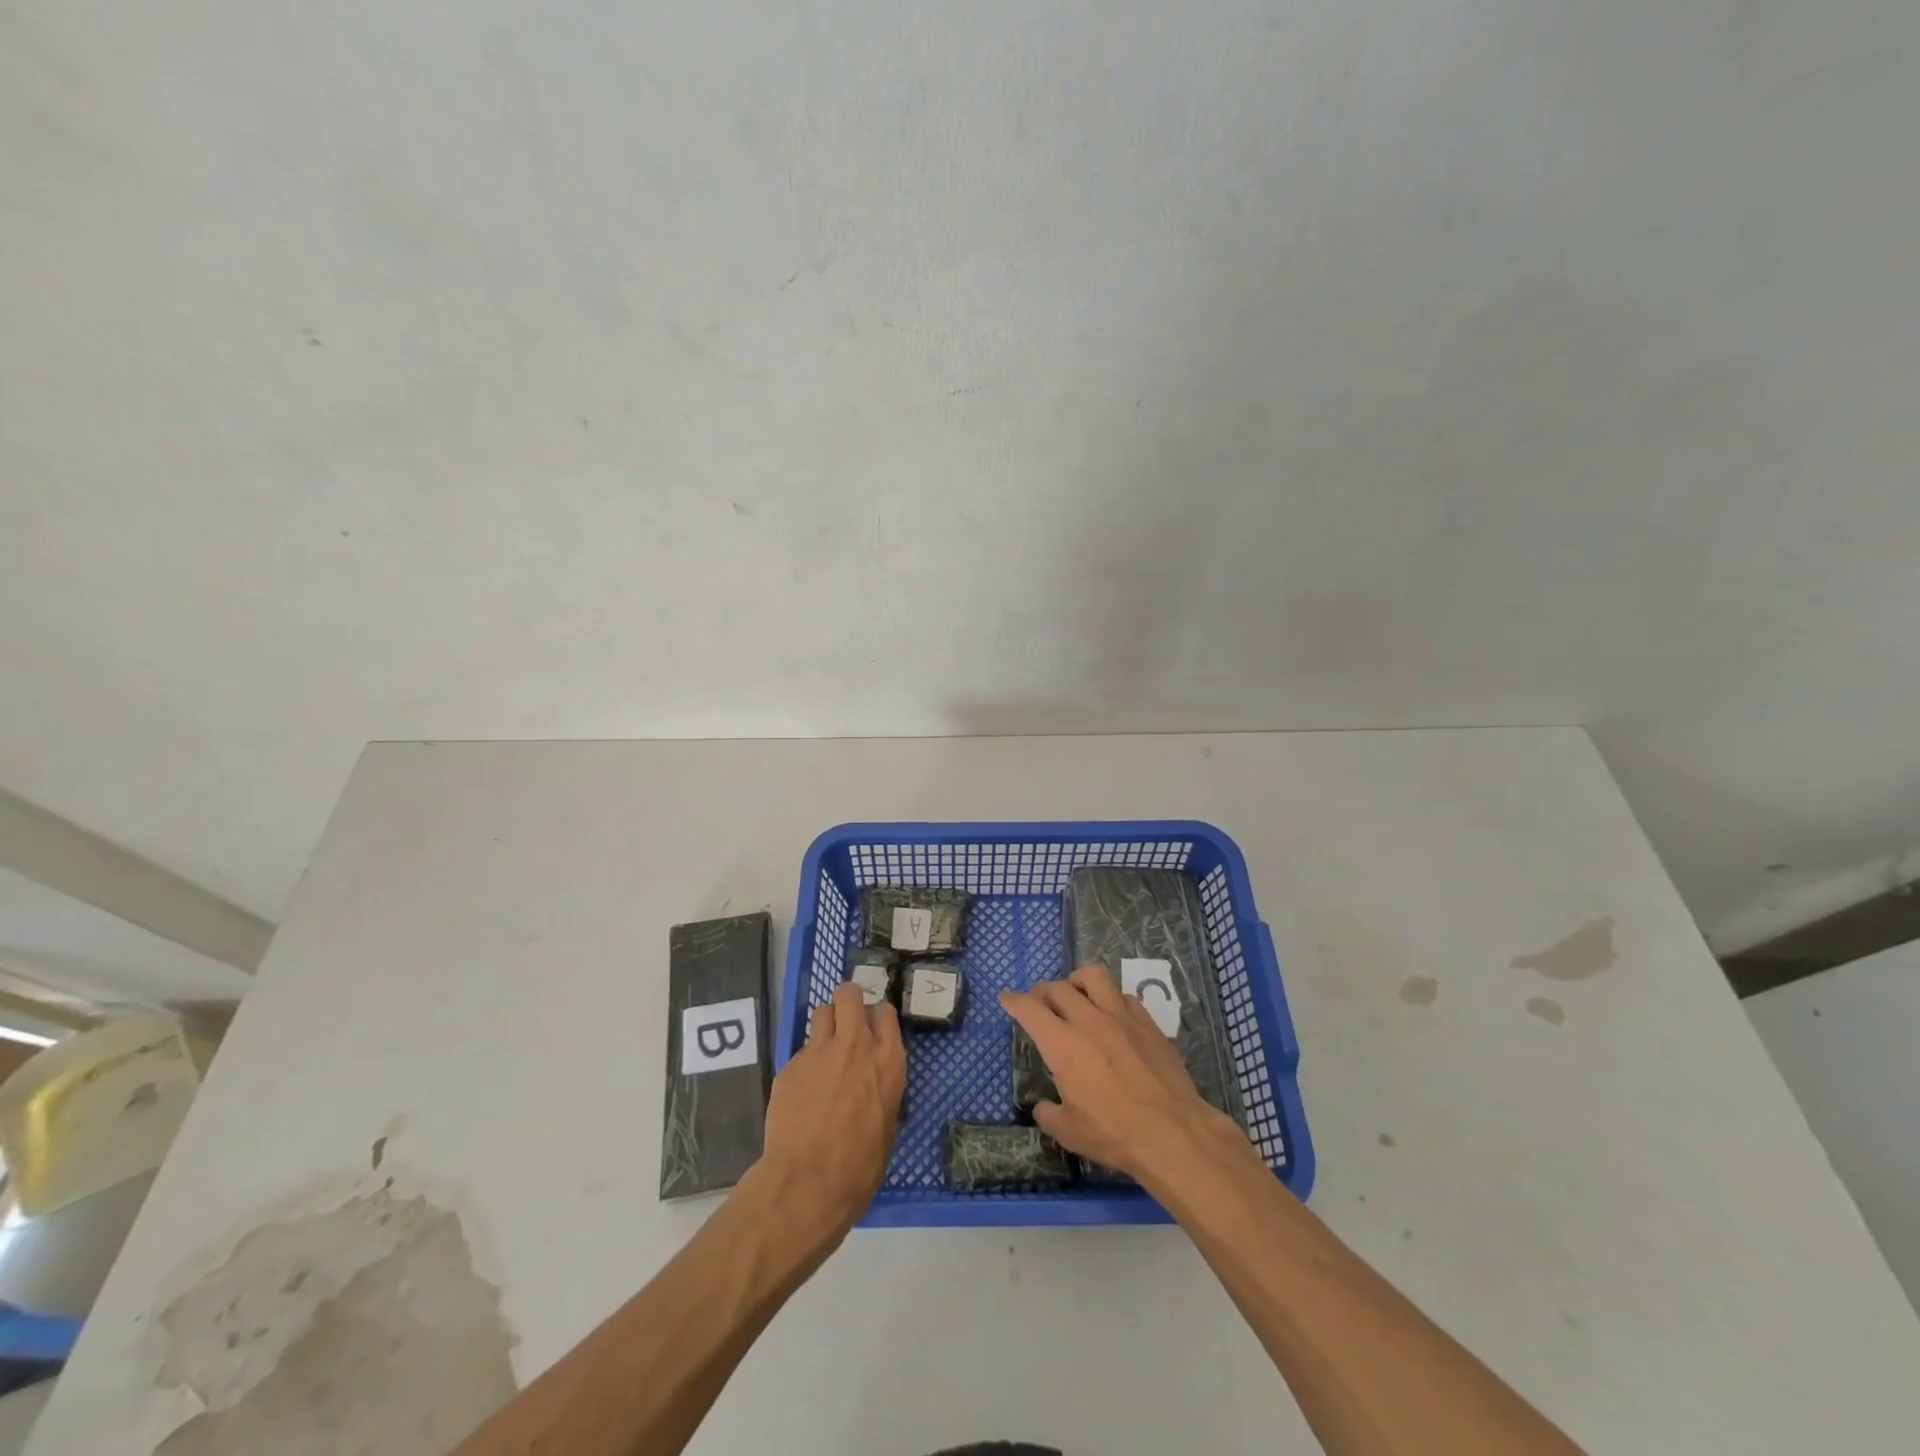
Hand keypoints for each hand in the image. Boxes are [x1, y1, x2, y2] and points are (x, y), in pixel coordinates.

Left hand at [753, 982, 905, 1243]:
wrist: (807, 1184)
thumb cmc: (860, 1167)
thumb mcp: (888, 1125)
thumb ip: (882, 1090)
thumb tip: (874, 1084)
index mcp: (887, 1061)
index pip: (885, 1012)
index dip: (877, 1017)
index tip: (873, 1028)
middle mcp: (855, 1045)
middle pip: (849, 994)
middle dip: (848, 1001)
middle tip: (846, 1021)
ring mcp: (818, 1052)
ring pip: (821, 1012)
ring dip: (825, 1024)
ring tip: (824, 1048)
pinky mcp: (789, 1066)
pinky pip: (800, 1051)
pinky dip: (805, 1063)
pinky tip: (803, 1090)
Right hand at [999, 964, 1251, 1183]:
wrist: (1172, 1133)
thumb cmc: (1114, 1134)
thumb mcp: (1069, 1132)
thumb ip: (1049, 1114)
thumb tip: (1042, 1106)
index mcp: (1063, 1044)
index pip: (1030, 1009)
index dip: (1014, 1001)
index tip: (1006, 997)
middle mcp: (1089, 1020)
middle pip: (1059, 987)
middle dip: (1043, 991)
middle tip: (1041, 1002)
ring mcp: (1121, 1017)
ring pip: (1093, 977)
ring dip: (1077, 981)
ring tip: (1076, 994)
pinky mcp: (1148, 1023)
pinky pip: (1123, 997)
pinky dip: (1111, 1000)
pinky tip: (1113, 1016)